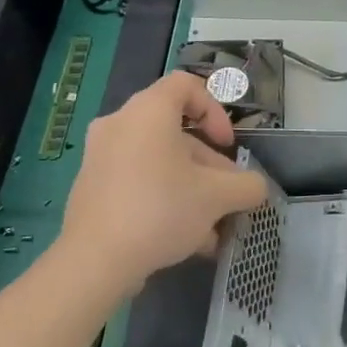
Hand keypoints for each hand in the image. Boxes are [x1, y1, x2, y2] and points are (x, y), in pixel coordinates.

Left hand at [61, 72, 268, 288]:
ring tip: (214, 229)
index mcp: (148, 111)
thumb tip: (255, 187)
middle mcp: (120, 125)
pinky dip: (165, 200)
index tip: (226, 144)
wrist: (94, 261)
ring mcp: (101, 157)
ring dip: (192, 189)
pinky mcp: (92, 188)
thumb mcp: (218, 197)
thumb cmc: (160, 210)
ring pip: (160, 163)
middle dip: (210, 166)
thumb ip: (247, 186)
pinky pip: (138, 182)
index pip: (186, 85)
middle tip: (228, 197)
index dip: (215, 109)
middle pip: (176, 133)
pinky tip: (187, 241)